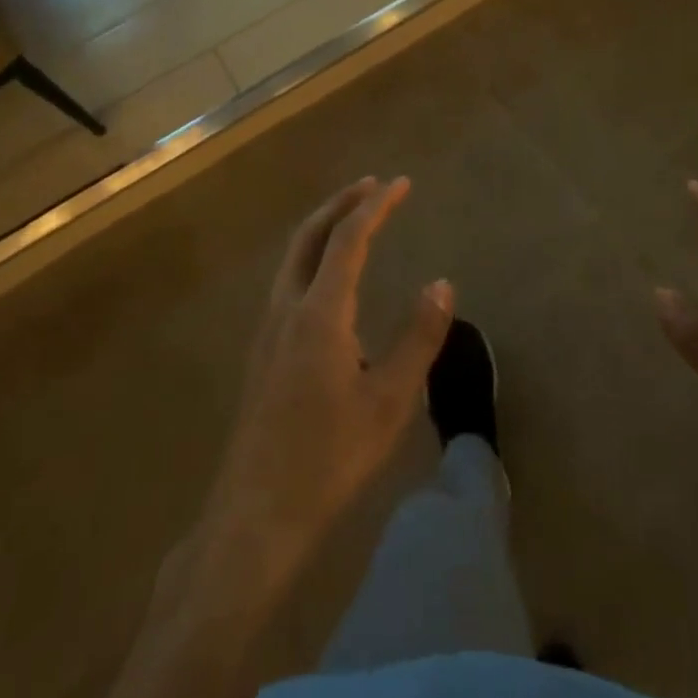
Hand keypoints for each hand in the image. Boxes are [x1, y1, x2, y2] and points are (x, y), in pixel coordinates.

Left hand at [198, 177, 453, 582]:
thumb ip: (418, 337)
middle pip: (309, 236)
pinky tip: (330, 281)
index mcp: (319, 312)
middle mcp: (287, 308)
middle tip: (373, 186)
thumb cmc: (329, 458)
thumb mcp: (389, 400)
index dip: (375, 206)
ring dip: (323, 228)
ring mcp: (267, 329)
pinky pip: (288, 281)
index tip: (401, 183)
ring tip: (353, 220)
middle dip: (341, 203)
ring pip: (293, 258)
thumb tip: (441, 283)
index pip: (348, 239)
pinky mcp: (262, 351)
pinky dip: (312, 257)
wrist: (256, 513)